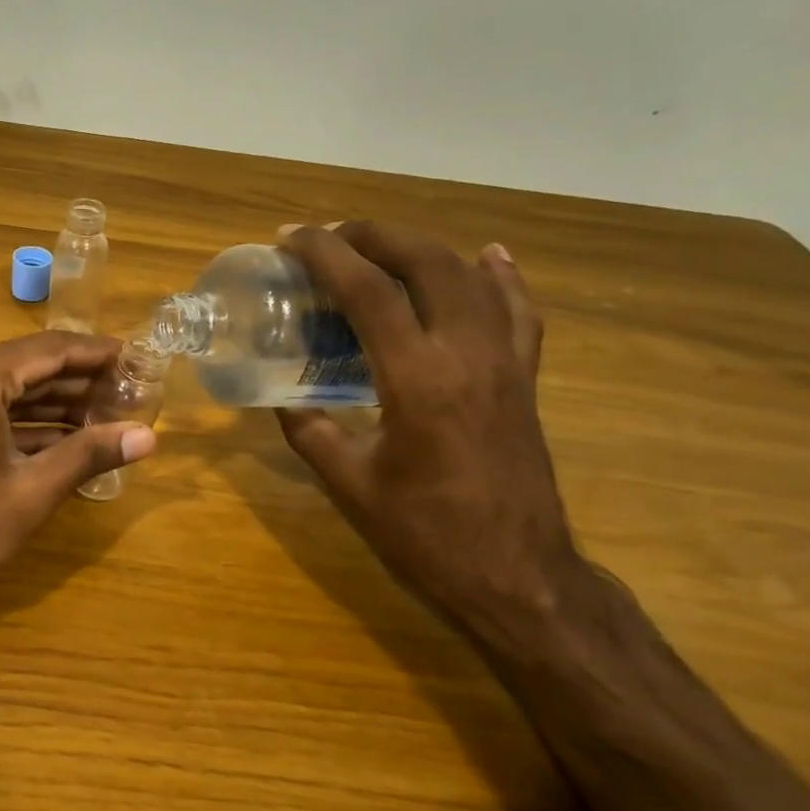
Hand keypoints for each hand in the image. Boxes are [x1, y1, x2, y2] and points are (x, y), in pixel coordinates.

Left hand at [0, 331, 157, 612]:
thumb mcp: (30, 492)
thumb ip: (89, 455)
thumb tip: (147, 436)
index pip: (51, 349)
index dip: (98, 354)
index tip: (137, 359)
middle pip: (30, 366)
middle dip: (81, 382)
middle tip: (130, 394)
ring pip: (9, 391)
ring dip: (55, 404)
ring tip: (106, 418)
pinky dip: (25, 423)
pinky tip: (63, 441)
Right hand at [275, 221, 582, 633]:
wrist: (518, 575)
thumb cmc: (426, 534)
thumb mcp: (349, 485)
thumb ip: (310, 432)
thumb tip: (285, 399)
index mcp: (416, 379)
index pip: (368, 291)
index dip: (325, 254)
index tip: (291, 238)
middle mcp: (466, 353)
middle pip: (424, 262)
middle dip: (373, 235)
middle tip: (331, 235)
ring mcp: (505, 361)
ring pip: (469, 276)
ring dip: (421, 247)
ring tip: (381, 244)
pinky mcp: (524, 378)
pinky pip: (518, 310)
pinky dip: (500, 277)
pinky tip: (488, 256)